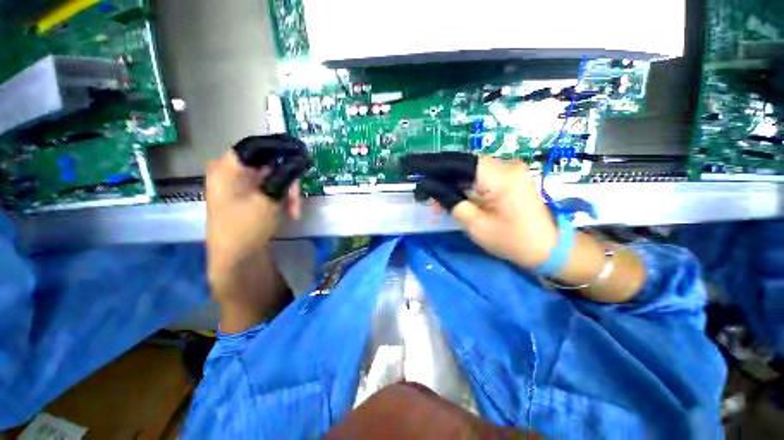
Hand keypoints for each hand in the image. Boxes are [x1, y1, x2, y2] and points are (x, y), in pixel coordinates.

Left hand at [205, 150, 300, 291]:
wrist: (235, 258)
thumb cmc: (245, 227)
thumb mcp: (269, 199)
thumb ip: (285, 177)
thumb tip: (302, 159)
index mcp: (228, 167)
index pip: (256, 145)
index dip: (280, 146)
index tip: (302, 151)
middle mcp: (232, 172)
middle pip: (268, 162)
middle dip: (288, 178)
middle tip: (299, 194)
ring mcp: (241, 185)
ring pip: (273, 177)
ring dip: (288, 191)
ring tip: (296, 210)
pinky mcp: (249, 196)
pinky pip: (271, 188)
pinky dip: (283, 197)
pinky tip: (291, 212)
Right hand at [403, 152, 646, 302]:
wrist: (549, 248)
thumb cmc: (512, 241)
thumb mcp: (475, 224)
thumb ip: (451, 201)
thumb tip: (428, 187)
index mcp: (498, 175)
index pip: (456, 162)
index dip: (431, 164)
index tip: (410, 165)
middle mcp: (504, 165)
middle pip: (461, 164)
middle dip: (438, 175)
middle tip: (420, 189)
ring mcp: (508, 170)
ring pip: (468, 170)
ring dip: (449, 183)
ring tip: (433, 199)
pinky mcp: (507, 178)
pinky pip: (478, 176)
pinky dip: (461, 185)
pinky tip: (450, 196)